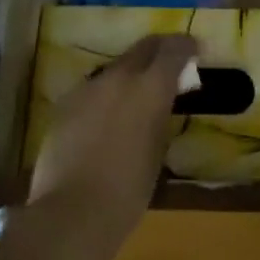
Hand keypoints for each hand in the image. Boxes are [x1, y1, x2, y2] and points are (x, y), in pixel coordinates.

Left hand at [26, 34, 198, 259]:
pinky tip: (105, 118)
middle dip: (159, 50)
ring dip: (130, 74)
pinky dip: (105, 95)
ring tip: (134, 96)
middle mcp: (119, 76)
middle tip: (169, 63)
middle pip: (143, 47)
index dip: (187, 47)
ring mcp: (88, 87)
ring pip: (116, 67)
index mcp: (150, 87)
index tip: (195, 51)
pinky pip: (93, 89)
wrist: (70, 213)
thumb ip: (160, 115)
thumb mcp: (157, 150)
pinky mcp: (65, 103)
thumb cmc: (128, 190)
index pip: (174, 49)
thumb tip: (159, 103)